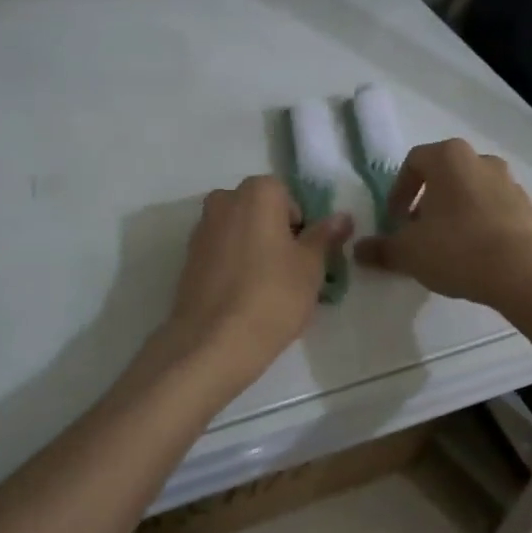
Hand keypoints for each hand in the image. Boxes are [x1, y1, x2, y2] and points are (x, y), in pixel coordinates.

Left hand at [156, 176, 351, 396]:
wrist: (214, 341)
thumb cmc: (273, 295)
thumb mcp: (311, 266)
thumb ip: (325, 235)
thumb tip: (342, 217)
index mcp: (257, 192)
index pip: (289, 197)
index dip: (301, 226)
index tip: (306, 256)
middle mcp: (225, 199)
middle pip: (261, 211)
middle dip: (276, 234)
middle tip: (290, 272)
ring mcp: (202, 228)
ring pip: (239, 231)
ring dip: (254, 248)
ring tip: (267, 288)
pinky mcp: (188, 257)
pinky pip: (221, 251)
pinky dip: (233, 264)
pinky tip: (242, 295)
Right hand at [356, 139, 531, 308]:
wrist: (525, 272)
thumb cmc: (457, 248)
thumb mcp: (408, 252)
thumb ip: (381, 248)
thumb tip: (359, 251)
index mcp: (449, 157)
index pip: (413, 162)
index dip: (399, 190)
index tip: (394, 219)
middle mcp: (481, 160)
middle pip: (445, 175)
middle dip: (428, 201)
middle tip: (418, 231)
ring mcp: (511, 183)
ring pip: (472, 192)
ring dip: (455, 213)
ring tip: (447, 246)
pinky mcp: (531, 210)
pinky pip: (496, 212)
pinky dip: (481, 226)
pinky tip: (475, 256)